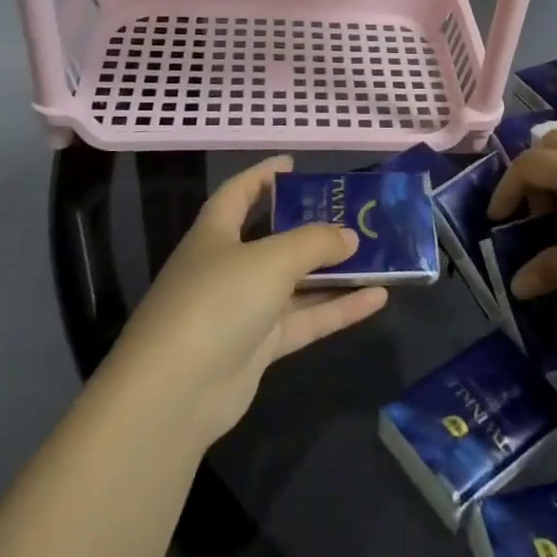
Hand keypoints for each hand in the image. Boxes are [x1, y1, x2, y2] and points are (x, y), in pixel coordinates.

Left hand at [108, 157, 387, 445]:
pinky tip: (378, 299)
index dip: (263, 175)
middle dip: (311, 226)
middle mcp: (227, 268)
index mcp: (215, 235)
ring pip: (296, 283)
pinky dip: (338, 309)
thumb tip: (350, 236)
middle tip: (352, 213)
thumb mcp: (271, 260)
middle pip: (274, 239)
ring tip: (379, 255)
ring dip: (334, 272)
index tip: (294, 164)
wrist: (176, 392)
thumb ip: (315, 242)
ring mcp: (243, 310)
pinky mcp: (259, 347)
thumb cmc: (218, 302)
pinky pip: (305, 320)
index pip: (238, 193)